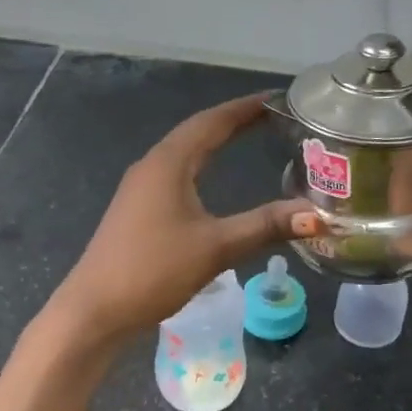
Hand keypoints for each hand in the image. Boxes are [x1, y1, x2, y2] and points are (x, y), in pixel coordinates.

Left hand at [48, 94, 315, 343]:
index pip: (212, 122)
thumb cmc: (153, 270)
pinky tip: (211, 182)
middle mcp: (151, 167)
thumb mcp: (215, 247)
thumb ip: (264, 226)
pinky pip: (175, 176)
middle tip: (271, 119)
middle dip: (233, 123)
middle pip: (197, 133)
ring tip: (248, 140)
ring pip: (184, 155)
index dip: (246, 108)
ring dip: (214, 144)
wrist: (95, 310)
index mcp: (168, 163)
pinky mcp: (136, 212)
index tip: (278, 99)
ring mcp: (139, 190)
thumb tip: (316, 214)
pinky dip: (200, 168)